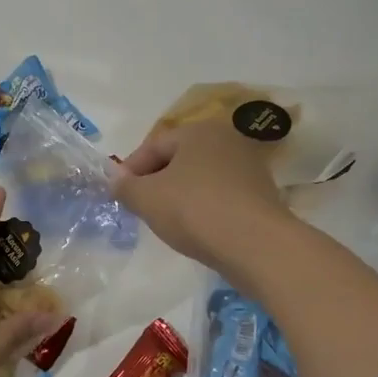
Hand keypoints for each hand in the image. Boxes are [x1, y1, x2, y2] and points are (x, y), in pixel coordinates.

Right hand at [111, 117, 294, 288]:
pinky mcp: (261, 196)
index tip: (117, 194)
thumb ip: (125, 187)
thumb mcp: (147, 198)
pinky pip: (220, 196)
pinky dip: (203, 208)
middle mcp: (226, 140)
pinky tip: (195, 229)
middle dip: (155, 181)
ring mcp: (248, 167)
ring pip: (199, 179)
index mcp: (198, 131)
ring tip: (165, 221)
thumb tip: (116, 181)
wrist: (257, 245)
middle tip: (139, 207)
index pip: (153, 145)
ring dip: (179, 196)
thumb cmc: (195, 210)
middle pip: (178, 160)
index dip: (130, 170)